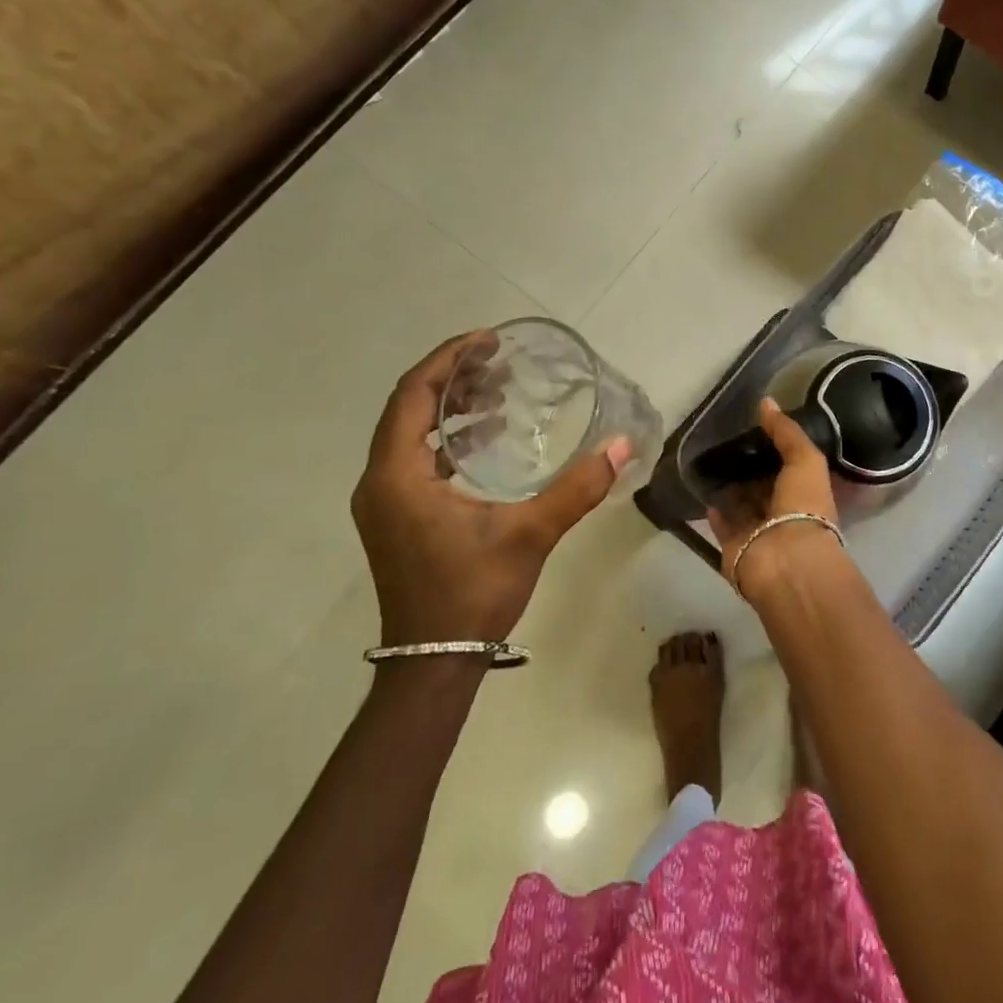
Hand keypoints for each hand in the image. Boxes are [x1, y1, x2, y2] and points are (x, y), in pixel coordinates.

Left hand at [351, 331, 633, 646]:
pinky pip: (413, 457)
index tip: (487, 340)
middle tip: (498, 361)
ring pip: (409, 433)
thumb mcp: (530, 535)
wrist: (432, 661)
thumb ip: (576, 488)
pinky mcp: (394, 518)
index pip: (414, 394)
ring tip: (496, 393)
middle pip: (408, 407)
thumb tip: (622, 446)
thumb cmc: (473, 592)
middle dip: (452, 377)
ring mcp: (383, 501)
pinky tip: (483, 439)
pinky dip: (445, 438)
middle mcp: (379, 481)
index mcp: (398, 476)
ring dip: (449, 407)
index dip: (448, 359)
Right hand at [706, 397, 844, 602]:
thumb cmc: (804, 507)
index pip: (790, 468)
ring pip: (742, 504)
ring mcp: (759, 532)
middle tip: (726, 442)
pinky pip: (723, 524)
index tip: (755, 428)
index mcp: (807, 494)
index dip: (776, 449)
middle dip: (750, 468)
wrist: (786, 561)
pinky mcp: (734, 546)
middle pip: (764, 486)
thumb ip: (787, 432)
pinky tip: (703, 488)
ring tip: (710, 460)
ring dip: (730, 487)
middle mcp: (784, 513)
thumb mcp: (805, 460)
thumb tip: (766, 402)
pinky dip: (715, 509)